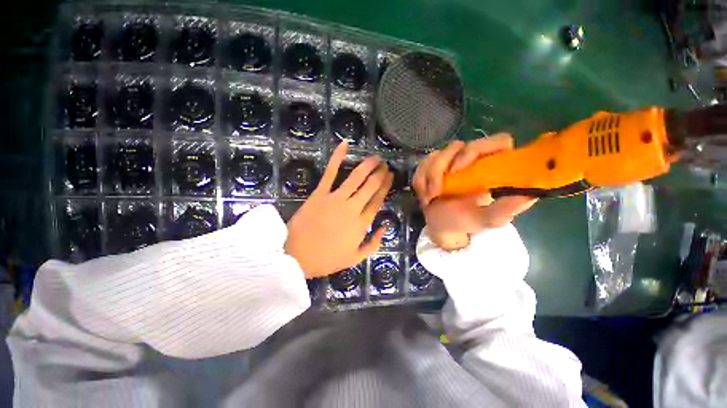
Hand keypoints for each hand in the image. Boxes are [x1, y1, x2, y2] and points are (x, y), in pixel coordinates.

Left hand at [285, 141, 392, 277]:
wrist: (295, 257)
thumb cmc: (326, 259)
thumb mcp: (354, 258)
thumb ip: (373, 244)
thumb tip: (385, 227)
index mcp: (361, 224)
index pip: (378, 201)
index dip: (385, 187)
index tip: (390, 176)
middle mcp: (353, 208)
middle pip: (371, 187)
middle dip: (380, 174)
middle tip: (385, 164)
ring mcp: (336, 198)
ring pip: (356, 177)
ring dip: (368, 165)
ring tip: (376, 157)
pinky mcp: (320, 193)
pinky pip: (330, 172)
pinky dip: (337, 157)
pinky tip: (345, 144)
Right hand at [412, 134, 536, 249]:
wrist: (440, 225)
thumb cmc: (464, 222)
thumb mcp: (485, 220)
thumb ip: (504, 209)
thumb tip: (530, 194)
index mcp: (492, 168)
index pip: (497, 142)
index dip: (478, 149)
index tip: (460, 169)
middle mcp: (473, 160)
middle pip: (457, 145)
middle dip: (442, 166)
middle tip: (438, 190)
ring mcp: (450, 161)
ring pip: (436, 154)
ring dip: (429, 177)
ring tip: (430, 198)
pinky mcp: (432, 166)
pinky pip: (422, 164)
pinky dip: (420, 181)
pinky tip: (425, 195)